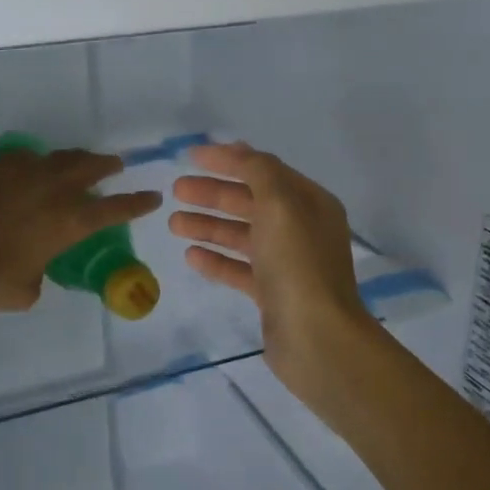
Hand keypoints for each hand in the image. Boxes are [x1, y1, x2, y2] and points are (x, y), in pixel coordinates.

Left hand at [0, 148, 161, 311]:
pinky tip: (26, 166)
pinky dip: (32, 162)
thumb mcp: (24, 290)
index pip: (116, 209)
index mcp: (70, 222)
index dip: (138, 203)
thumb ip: (37, 275)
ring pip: (57, 156)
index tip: (153, 196)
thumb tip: (32, 269)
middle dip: (106, 165)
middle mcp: (53, 190)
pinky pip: (21, 158)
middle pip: (90, 167)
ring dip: (73, 158)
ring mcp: (22, 172)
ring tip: (77, 160)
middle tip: (115, 164)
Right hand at [170, 142, 376, 389]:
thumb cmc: (298, 264)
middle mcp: (302, 229)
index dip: (228, 160)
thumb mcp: (280, 204)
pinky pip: (240, 269)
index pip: (264, 170)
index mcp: (310, 203)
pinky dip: (216, 260)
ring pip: (242, 236)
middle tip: (176, 191)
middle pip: (251, 202)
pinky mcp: (273, 294)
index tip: (190, 157)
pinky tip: (191, 255)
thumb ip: (258, 172)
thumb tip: (239, 151)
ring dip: (209, 226)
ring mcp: (288, 264)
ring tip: (173, 224)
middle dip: (213, 194)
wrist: (316, 338)